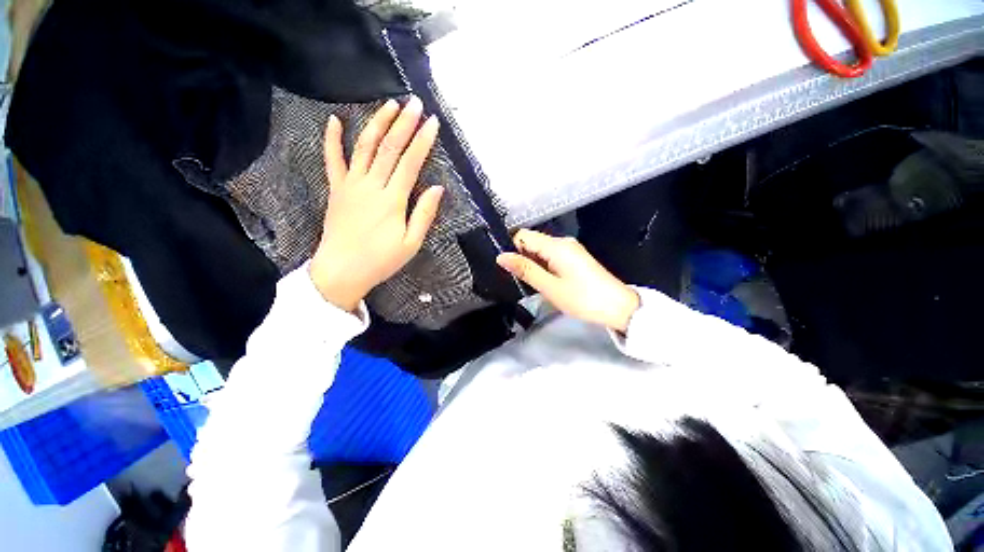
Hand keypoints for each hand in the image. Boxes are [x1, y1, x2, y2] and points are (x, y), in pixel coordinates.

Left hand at [310, 97, 443, 311]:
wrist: (341, 271)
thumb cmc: (381, 261)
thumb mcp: (411, 244)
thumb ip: (424, 215)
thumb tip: (438, 188)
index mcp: (392, 200)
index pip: (411, 163)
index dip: (423, 141)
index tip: (432, 123)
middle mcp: (372, 186)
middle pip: (389, 148)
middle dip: (404, 124)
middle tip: (414, 103)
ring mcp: (351, 185)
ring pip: (365, 147)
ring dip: (377, 124)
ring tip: (389, 105)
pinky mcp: (337, 189)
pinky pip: (333, 160)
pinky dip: (333, 139)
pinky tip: (336, 120)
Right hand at [496, 230, 639, 332]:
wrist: (618, 307)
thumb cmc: (582, 298)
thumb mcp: (549, 287)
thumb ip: (525, 270)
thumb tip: (501, 257)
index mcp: (556, 245)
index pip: (523, 235)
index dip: (511, 249)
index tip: (508, 268)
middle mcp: (563, 242)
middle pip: (531, 241)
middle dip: (521, 258)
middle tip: (520, 280)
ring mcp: (570, 249)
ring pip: (540, 250)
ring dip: (532, 264)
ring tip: (532, 283)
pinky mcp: (574, 258)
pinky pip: (551, 256)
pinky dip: (543, 266)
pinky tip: (545, 281)